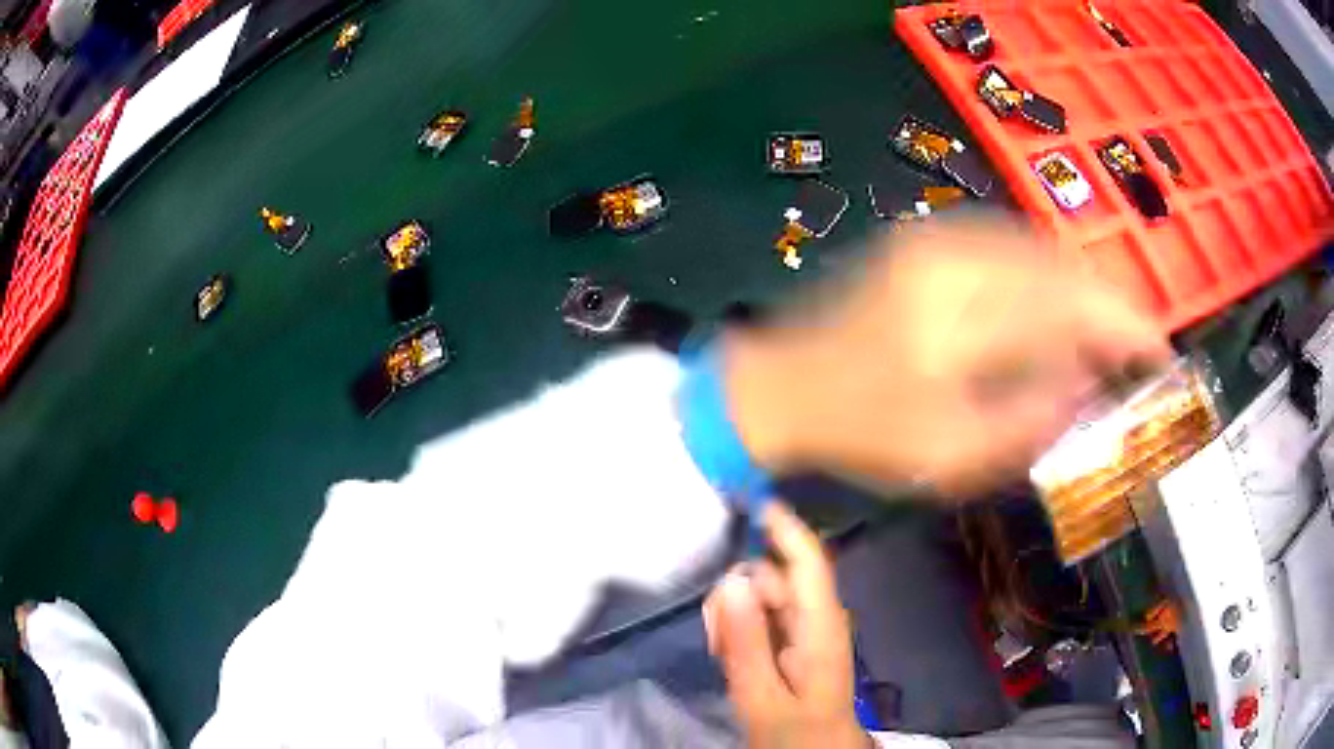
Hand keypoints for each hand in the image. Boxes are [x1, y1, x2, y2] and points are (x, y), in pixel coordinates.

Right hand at [704, 504, 869, 748]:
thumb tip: (730, 579)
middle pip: (777, 577)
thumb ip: (745, 641)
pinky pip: (762, 619)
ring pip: (764, 597)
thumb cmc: (796, 730)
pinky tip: (729, 653)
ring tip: (721, 650)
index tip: (750, 497)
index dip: (784, 526)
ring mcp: (806, 631)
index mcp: (820, 626)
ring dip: (736, 613)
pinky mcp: (794, 644)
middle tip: (713, 630)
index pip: (808, 561)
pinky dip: (741, 628)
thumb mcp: (762, 696)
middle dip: (740, 589)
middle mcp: (817, 618)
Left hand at [723, 216, 1170, 495]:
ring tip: (1109, 335)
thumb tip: (1089, 384)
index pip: (1070, 306)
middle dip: (1110, 305)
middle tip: (1139, 348)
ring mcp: (936, 237)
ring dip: (1082, 289)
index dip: (1125, 326)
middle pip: (1060, 266)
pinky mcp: (926, 237)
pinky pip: (1009, 246)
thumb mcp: (954, 455)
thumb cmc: (863, 431)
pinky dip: (1047, 275)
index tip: (1160, 354)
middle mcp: (954, 258)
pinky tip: (1060, 309)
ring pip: (1039, 249)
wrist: (786, 383)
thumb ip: (1032, 419)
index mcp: (960, 317)